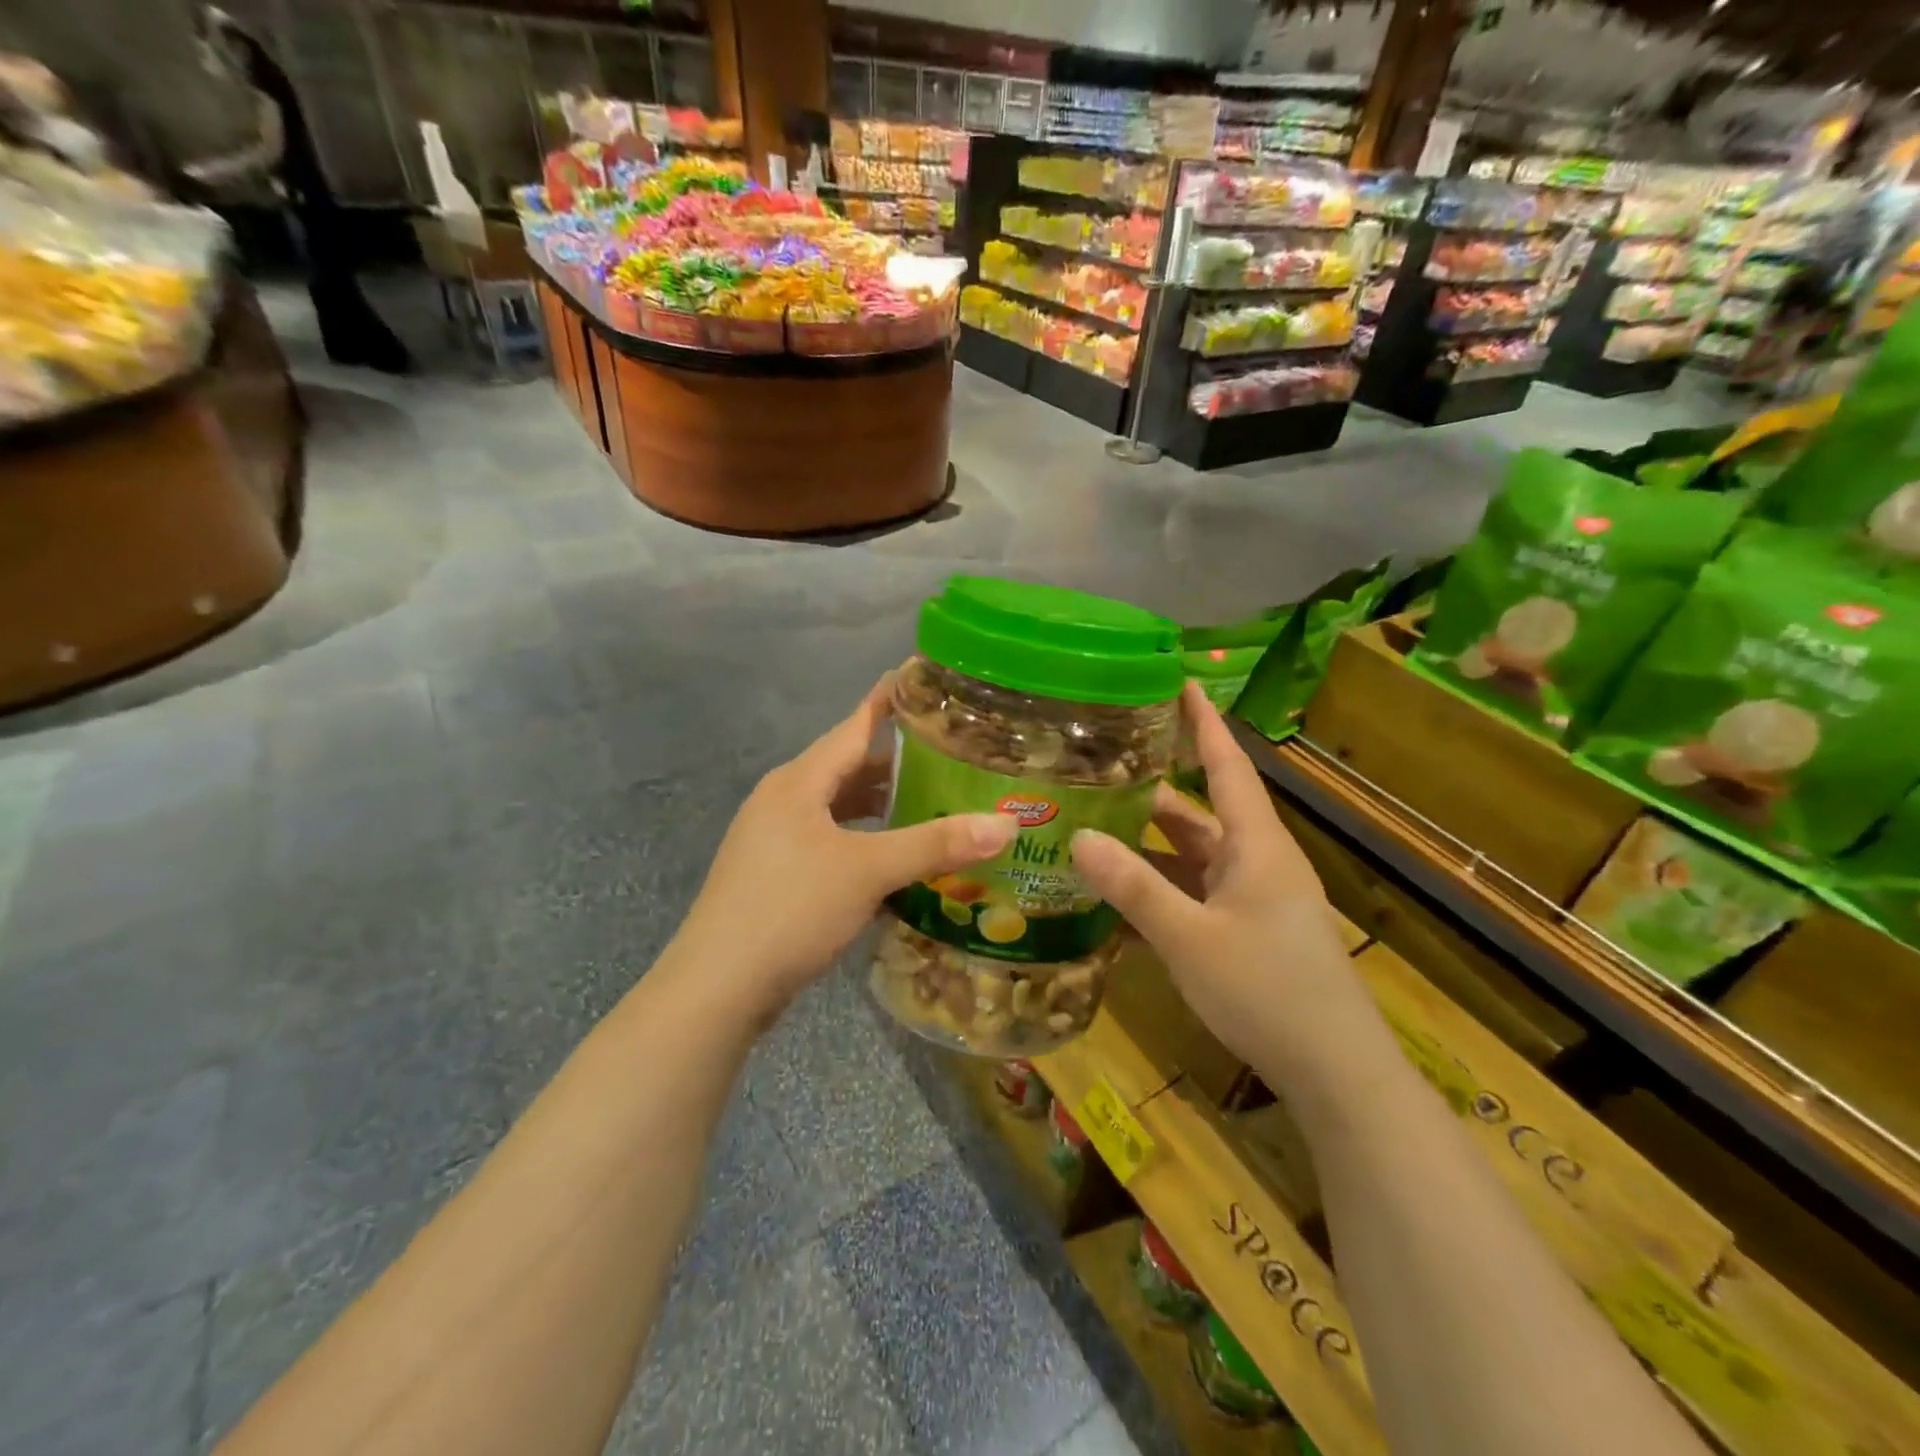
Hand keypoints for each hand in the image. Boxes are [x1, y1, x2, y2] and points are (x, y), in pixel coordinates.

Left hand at [677, 676, 1016, 1017]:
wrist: (717, 988)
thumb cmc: (791, 910)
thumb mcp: (868, 871)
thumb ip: (936, 844)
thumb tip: (1007, 824)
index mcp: (799, 782)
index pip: (854, 725)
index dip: (888, 701)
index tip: (922, 678)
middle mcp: (783, 800)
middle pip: (847, 768)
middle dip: (896, 762)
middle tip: (950, 756)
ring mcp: (773, 839)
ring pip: (837, 809)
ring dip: (880, 806)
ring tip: (930, 805)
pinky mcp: (774, 875)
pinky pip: (828, 841)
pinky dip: (862, 841)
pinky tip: (891, 860)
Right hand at [1070, 683, 1370, 1074]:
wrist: (1336, 1072)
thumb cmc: (1266, 989)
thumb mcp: (1189, 937)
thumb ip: (1133, 887)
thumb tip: (1079, 836)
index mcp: (1255, 844)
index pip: (1226, 765)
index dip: (1203, 722)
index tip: (1179, 681)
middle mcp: (1256, 860)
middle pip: (1200, 809)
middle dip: (1154, 785)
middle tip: (1102, 761)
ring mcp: (1254, 897)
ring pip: (1194, 853)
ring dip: (1151, 840)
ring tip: (1096, 820)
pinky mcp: (1248, 930)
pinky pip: (1196, 891)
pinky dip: (1161, 884)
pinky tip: (1120, 890)